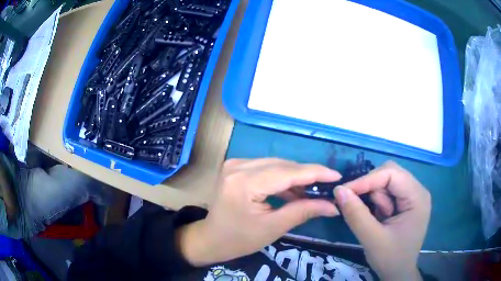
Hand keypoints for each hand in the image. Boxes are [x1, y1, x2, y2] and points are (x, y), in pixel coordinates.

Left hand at [177, 158, 341, 266]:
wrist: (212, 238)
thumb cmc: (240, 239)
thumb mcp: (274, 227)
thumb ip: (304, 211)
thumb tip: (334, 205)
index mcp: (244, 183)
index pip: (288, 172)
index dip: (316, 173)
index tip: (337, 176)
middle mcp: (238, 166)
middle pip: (283, 165)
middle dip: (308, 176)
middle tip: (328, 187)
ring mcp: (235, 164)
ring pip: (277, 165)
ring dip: (296, 177)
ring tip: (314, 191)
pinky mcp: (237, 167)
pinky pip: (267, 168)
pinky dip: (283, 179)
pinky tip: (295, 191)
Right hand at [334, 161, 430, 280]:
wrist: (398, 273)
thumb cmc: (391, 258)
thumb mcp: (372, 239)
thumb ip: (356, 215)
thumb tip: (338, 190)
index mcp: (417, 196)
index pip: (392, 173)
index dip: (367, 179)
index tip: (344, 192)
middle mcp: (417, 190)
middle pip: (389, 174)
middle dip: (371, 189)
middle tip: (359, 207)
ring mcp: (412, 196)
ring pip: (386, 183)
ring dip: (375, 199)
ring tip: (376, 221)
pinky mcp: (405, 203)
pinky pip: (387, 193)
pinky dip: (377, 204)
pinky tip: (379, 219)